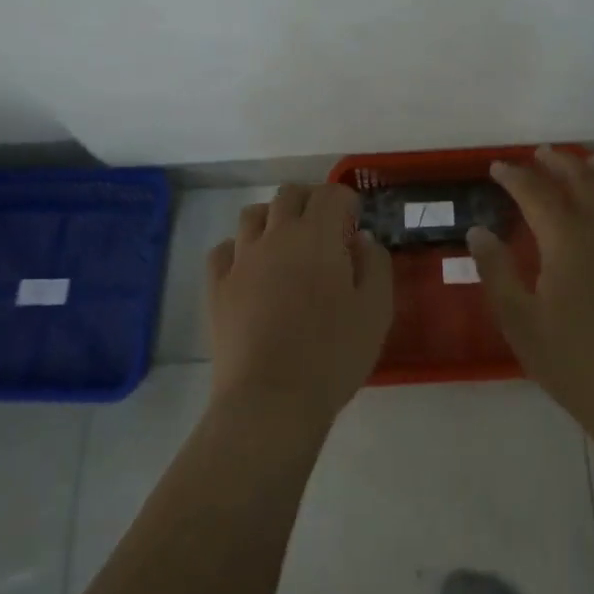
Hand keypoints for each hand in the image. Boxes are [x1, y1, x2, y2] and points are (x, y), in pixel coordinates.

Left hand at [206, 183, 393, 426]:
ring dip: (272, 218)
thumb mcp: (376, 311)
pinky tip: (251, 269)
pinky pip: (223, 249)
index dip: (346, 202)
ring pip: (252, 214)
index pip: (330, 193)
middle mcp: (276, 235)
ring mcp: (241, 259)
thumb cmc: (333, 355)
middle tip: (324, 229)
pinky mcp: (217, 286)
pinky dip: (239, 249)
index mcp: (317, 236)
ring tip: (286, 245)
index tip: (354, 224)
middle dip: (310, 201)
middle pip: (289, 194)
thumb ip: (375, 265)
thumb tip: (362, 240)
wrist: (270, 400)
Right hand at [468, 148, 593, 440]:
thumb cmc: (571, 362)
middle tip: (542, 154)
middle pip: (583, 183)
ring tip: (591, 162)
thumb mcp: (519, 321)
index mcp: (566, 243)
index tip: (498, 167)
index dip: (515, 177)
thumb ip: (496, 271)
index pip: (536, 195)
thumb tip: (477, 231)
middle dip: (560, 164)